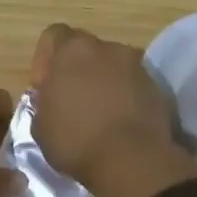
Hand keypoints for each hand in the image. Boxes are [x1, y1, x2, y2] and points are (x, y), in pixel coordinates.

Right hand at [29, 24, 196, 196]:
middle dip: (76, 70)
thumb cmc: (76, 139)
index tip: (43, 88)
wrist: (133, 161)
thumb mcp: (40, 125)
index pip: (53, 35)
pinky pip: (132, 86)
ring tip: (98, 114)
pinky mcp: (157, 89)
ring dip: (102, 83)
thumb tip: (53, 101)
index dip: (44, 60)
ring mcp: (136, 67)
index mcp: (73, 50)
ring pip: (112, 67)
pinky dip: (124, 98)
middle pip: (85, 50)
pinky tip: (118, 124)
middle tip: (70, 101)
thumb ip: (44, 101)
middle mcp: (107, 48)